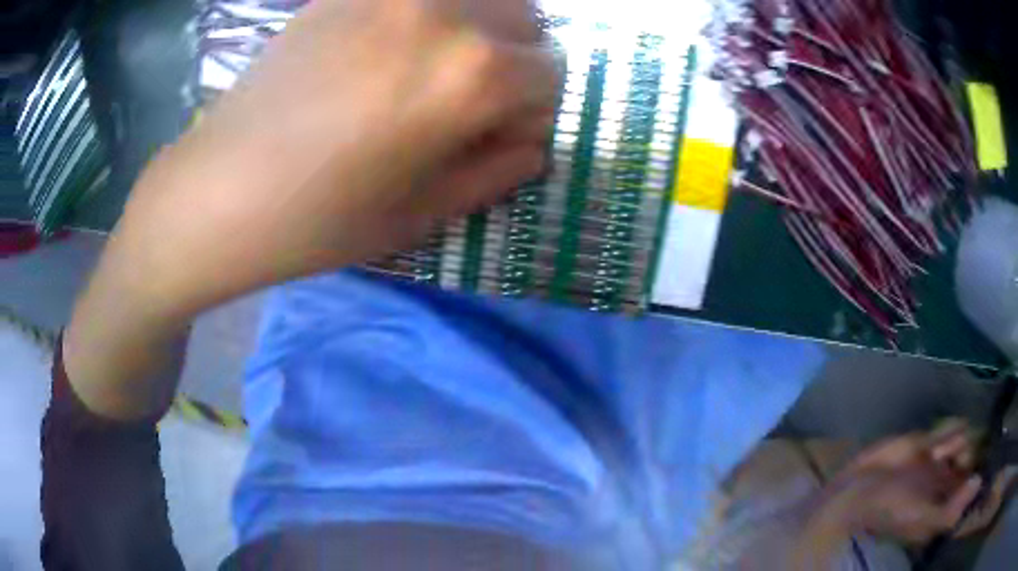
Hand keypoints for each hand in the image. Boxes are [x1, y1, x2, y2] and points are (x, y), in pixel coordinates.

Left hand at [114, 0, 557, 315]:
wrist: (218, 191)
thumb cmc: (318, 220)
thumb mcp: (421, 213)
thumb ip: (496, 172)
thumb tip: (532, 144)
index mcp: (473, 74)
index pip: (551, 75)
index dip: (532, 111)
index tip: (497, 135)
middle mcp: (445, 13)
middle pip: (526, 22)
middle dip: (514, 61)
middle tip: (468, 99)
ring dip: (479, 29)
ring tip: (432, 69)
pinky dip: (429, 17)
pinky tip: (390, 50)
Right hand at [825, 420, 1014, 544]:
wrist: (858, 491)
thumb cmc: (890, 512)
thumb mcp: (920, 521)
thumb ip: (950, 511)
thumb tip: (978, 482)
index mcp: (943, 507)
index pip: (970, 487)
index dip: (974, 477)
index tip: (971, 475)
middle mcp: (946, 484)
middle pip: (973, 458)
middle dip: (968, 453)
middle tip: (953, 459)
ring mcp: (940, 461)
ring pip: (966, 439)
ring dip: (957, 441)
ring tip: (936, 453)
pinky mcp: (930, 440)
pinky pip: (954, 428)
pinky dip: (950, 431)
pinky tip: (934, 444)